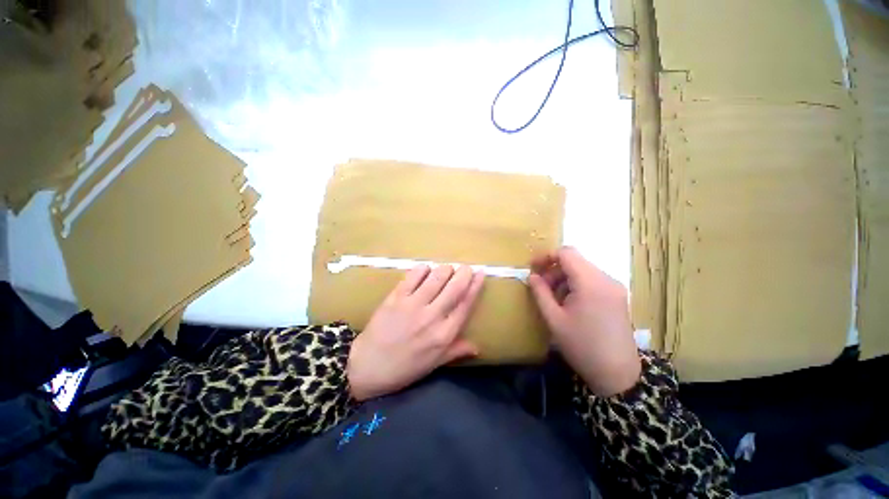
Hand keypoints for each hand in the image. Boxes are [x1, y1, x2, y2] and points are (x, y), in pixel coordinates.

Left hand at [347, 265, 484, 400]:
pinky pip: (413, 276)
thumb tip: (477, 347)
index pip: (465, 304)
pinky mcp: (396, 297)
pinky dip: (422, 269)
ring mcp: (413, 305)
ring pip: (436, 278)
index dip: (475, 286)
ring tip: (447, 268)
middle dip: (463, 273)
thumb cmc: (404, 367)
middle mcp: (432, 317)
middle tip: (466, 267)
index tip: (480, 273)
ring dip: (445, 269)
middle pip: (454, 288)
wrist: (367, 366)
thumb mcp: (434, 364)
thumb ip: (456, 351)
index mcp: (444, 334)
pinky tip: (425, 269)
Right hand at [528, 247, 640, 396]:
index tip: (533, 268)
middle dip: (554, 270)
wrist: (617, 374)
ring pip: (582, 271)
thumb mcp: (554, 319)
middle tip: (541, 288)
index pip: (567, 253)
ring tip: (554, 299)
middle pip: (575, 261)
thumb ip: (540, 293)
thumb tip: (532, 276)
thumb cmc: (582, 346)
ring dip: (564, 279)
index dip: (546, 256)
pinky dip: (576, 285)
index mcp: (590, 283)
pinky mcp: (617, 296)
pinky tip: (569, 304)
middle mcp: (606, 279)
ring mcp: (614, 287)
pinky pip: (592, 281)